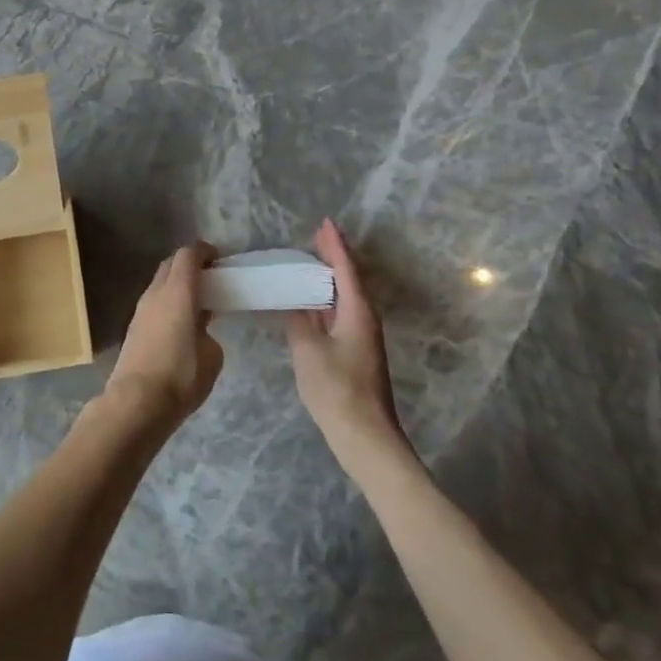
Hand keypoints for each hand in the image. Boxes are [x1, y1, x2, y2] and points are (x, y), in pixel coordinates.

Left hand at [105, 243, 221, 429]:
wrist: (136, 402)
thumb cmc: (180, 376)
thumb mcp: (211, 356)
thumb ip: (208, 333)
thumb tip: (199, 332)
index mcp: (178, 291)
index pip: (188, 254)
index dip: (204, 251)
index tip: (219, 259)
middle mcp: (156, 293)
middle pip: (171, 264)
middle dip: (190, 265)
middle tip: (210, 278)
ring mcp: (141, 310)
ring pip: (160, 283)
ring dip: (177, 284)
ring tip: (198, 303)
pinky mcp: (133, 327)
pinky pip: (154, 303)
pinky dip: (168, 302)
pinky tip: (181, 323)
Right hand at [287, 220, 407, 469]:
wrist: (366, 438)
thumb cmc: (337, 389)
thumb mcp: (308, 351)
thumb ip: (298, 322)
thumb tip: (295, 306)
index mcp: (357, 311)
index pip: (345, 268)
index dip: (334, 244)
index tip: (325, 222)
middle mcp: (364, 319)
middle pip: (349, 279)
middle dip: (333, 257)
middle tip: (314, 238)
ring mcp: (362, 337)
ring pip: (345, 298)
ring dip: (329, 279)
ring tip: (308, 263)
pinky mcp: (356, 353)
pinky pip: (340, 314)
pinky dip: (325, 301)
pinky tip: (309, 304)